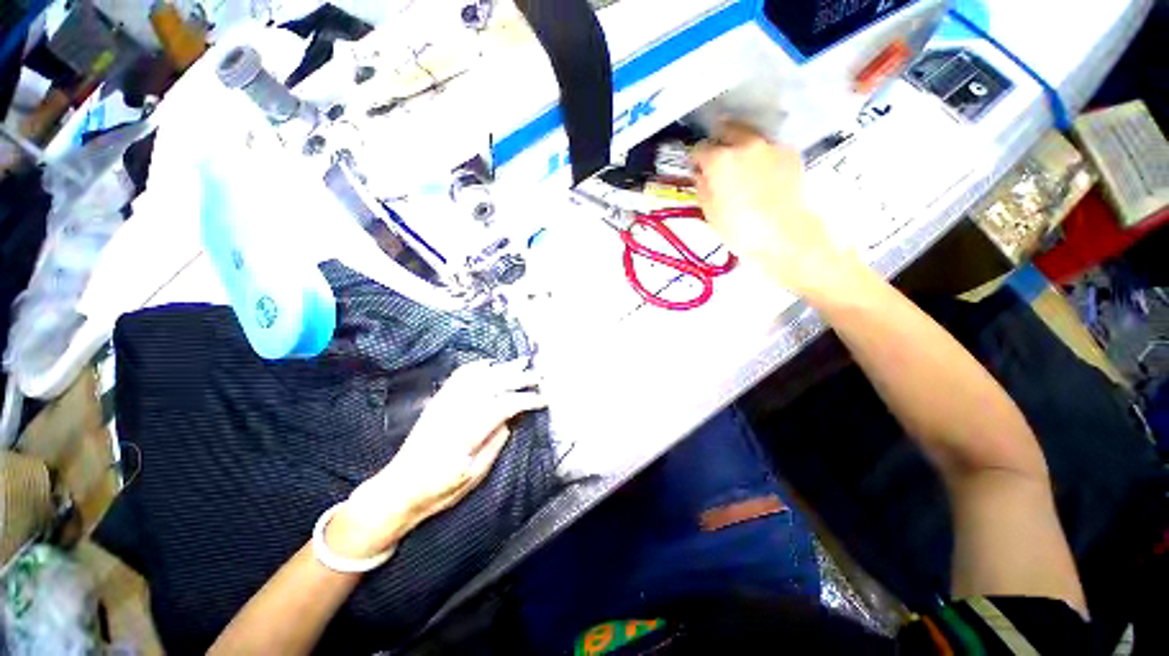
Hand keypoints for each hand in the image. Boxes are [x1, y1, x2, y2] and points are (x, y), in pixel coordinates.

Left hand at [326, 359, 544, 557]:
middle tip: (538, 376)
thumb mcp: (474, 476)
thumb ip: (495, 443)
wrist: (398, 489)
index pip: (503, 405)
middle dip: (519, 378)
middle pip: (492, 385)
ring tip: (521, 362)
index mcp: (466, 433)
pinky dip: (476, 367)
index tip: (543, 400)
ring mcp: (444, 404)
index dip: (526, 400)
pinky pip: (458, 377)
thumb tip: (511, 419)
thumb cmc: (439, 490)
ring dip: (501, 367)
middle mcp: (455, 412)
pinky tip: (489, 364)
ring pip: (477, 376)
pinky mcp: (437, 402)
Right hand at [692, 122, 855, 297]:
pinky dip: (762, 156)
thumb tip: (702, 175)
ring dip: (741, 146)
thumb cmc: (739, 229)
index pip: (699, 149)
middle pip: (727, 129)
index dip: (695, 159)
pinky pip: (769, 148)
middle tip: (717, 159)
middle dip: (719, 141)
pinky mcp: (790, 154)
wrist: (784, 235)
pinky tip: (762, 174)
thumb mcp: (709, 212)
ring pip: (750, 136)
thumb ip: (702, 187)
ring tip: (741, 166)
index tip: (696, 168)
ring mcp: (771, 146)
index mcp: (720, 160)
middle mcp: (745, 144)